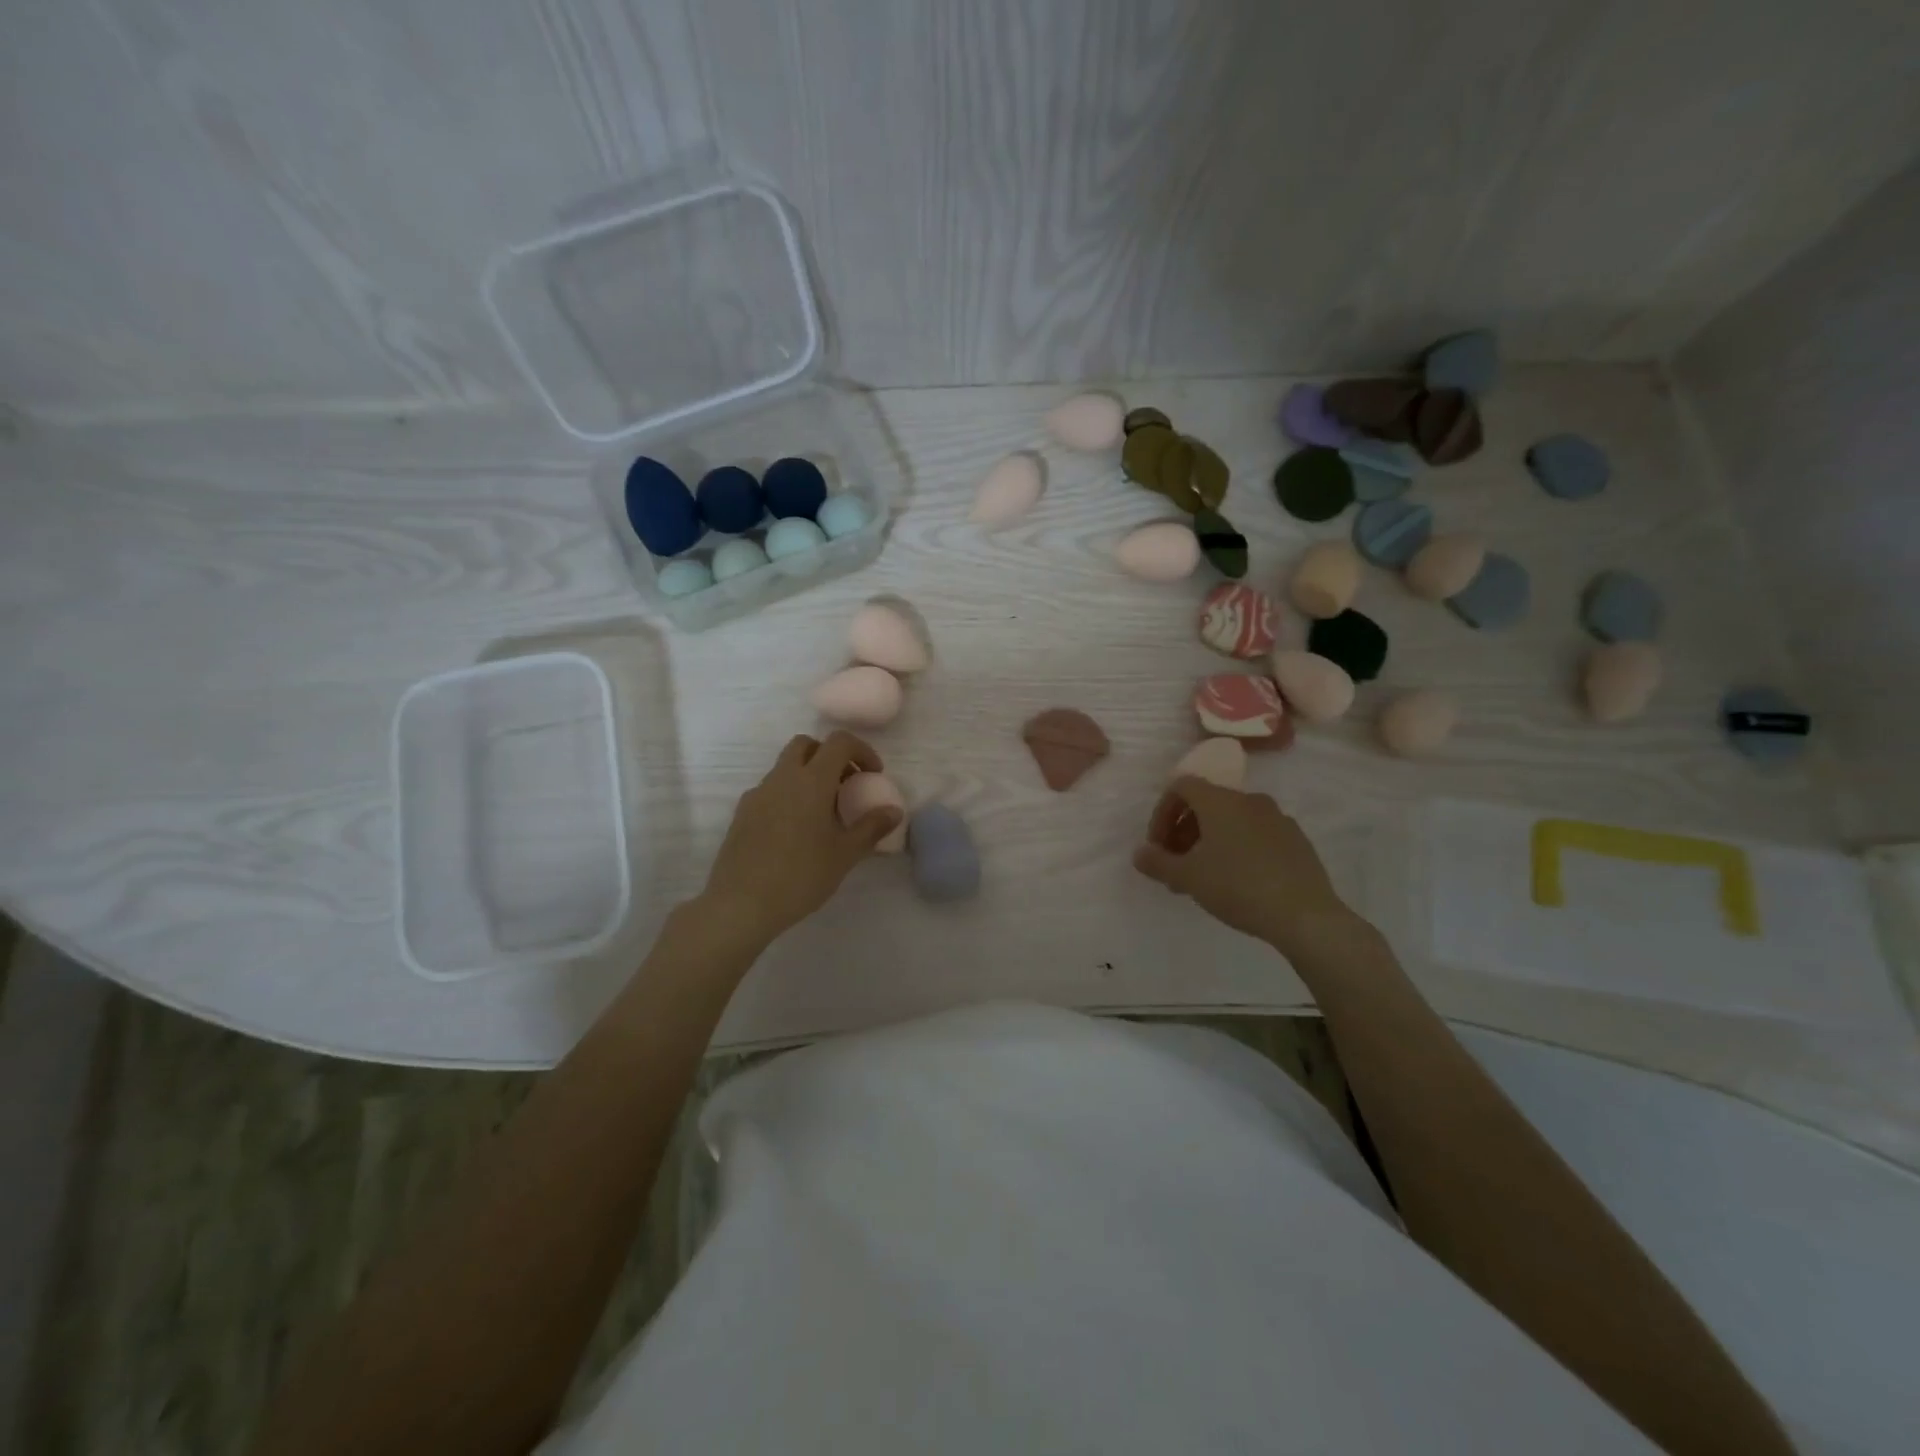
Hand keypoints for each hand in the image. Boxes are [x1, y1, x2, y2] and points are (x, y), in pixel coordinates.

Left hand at [696, 732, 902, 945]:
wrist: (741, 904)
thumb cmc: (801, 876)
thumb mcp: (845, 854)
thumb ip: (871, 827)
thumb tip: (894, 810)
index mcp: (812, 781)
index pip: (839, 742)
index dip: (861, 751)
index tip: (872, 775)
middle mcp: (782, 778)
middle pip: (806, 745)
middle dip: (830, 756)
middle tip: (845, 785)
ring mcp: (758, 794)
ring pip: (785, 766)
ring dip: (808, 775)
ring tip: (823, 811)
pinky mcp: (742, 812)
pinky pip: (771, 789)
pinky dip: (788, 794)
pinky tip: (795, 830)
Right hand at [1133, 776, 1354, 956]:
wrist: (1305, 915)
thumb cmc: (1237, 887)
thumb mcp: (1187, 878)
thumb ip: (1157, 862)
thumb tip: (1139, 854)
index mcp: (1220, 801)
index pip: (1181, 786)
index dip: (1162, 812)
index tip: (1158, 846)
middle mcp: (1249, 800)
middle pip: (1206, 803)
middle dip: (1184, 831)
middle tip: (1176, 865)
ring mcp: (1277, 818)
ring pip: (1232, 820)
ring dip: (1210, 841)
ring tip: (1204, 876)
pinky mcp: (1296, 840)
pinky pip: (1256, 834)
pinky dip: (1238, 848)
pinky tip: (1238, 880)